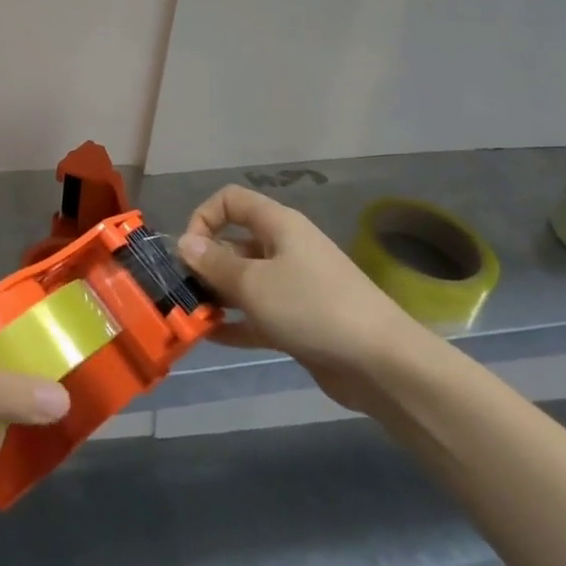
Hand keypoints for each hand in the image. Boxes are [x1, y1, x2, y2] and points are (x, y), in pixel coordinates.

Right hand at [177, 186, 436, 413]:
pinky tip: (210, 337)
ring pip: (245, 281)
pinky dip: (236, 322)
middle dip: (206, 263)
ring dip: (217, 295)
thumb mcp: (253, 283)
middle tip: (183, 290)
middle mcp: (285, 248)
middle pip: (234, 242)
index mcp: (278, 225)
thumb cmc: (312, 307)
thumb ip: (214, 264)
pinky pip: (258, 314)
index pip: (230, 201)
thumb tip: (184, 244)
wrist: (382, 364)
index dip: (204, 217)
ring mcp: (294, 286)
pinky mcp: (300, 321)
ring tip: (191, 316)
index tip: (189, 251)